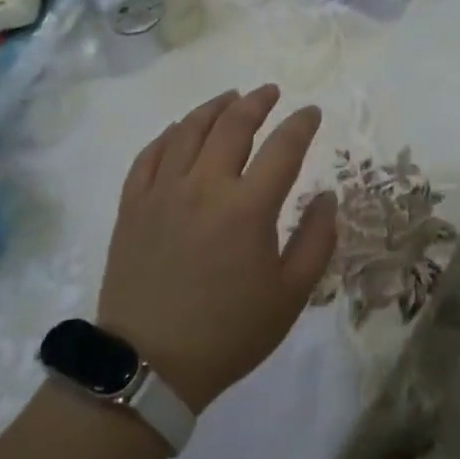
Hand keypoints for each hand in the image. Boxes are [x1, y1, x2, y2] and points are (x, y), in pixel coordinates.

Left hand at [99, 86, 337, 411]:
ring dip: (214, 107)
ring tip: (230, 97)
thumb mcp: (290, 295)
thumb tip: (326, 196)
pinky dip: (169, 134)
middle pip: (233, 125)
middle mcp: (204, 187)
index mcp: (248, 208)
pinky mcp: (133, 206)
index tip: (311, 112)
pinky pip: (150, 155)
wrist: (149, 367)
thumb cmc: (229, 332)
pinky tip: (180, 129)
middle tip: (270, 92)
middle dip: (256, 102)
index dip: (301, 124)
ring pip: (189, 131)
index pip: (283, 147)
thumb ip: (316, 240)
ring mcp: (163, 193)